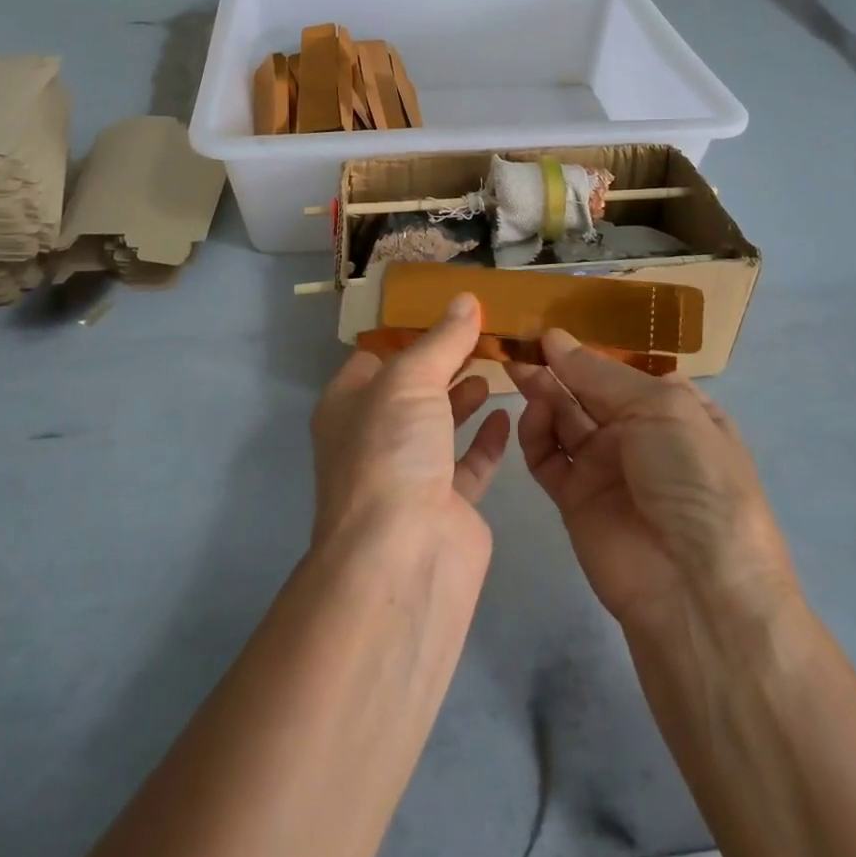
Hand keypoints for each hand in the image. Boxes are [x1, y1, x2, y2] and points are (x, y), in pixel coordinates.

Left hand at [311, 293, 511, 549]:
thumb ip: (442, 340)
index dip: (407, 334)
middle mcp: (374, 438)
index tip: (447, 312)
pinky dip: (486, 439)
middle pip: (411, 389)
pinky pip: (469, 463)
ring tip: (495, 367)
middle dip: (443, 362)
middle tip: (483, 334)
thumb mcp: (411, 379)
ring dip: (463, 396)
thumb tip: (465, 299)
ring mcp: (410, 474)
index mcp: (348, 405)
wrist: (404, 557)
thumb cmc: (391, 451)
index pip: (374, 357)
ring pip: (439, 424)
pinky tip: (508, 414)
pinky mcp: (447, 505)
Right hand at [511, 331, 799, 631]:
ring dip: (542, 393)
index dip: (587, 348)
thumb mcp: (662, 409)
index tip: (547, 327)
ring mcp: (606, 468)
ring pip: (564, 418)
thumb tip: (554, 337)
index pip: (622, 368)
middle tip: (518, 345)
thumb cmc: (693, 479)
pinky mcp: (576, 499)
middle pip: (587, 390)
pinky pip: (548, 457)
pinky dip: (535, 434)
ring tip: (518, 372)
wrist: (696, 590)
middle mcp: (639, 434)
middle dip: (556, 367)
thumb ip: (599, 373)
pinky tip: (532, 416)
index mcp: (673, 408)